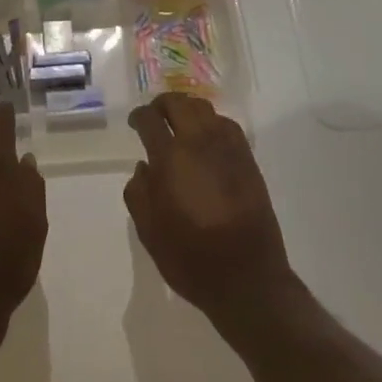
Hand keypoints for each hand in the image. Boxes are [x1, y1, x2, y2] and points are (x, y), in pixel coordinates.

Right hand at [125, 93, 294, 323]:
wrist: (247, 277)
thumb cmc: (190, 257)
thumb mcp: (149, 231)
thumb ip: (138, 193)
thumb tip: (143, 167)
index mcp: (170, 159)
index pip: (150, 120)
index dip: (138, 116)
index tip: (134, 122)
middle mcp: (199, 143)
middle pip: (178, 103)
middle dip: (162, 105)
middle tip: (154, 116)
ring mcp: (227, 148)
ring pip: (204, 108)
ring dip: (187, 109)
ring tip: (179, 123)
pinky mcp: (247, 159)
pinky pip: (226, 124)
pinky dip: (211, 121)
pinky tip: (206, 138)